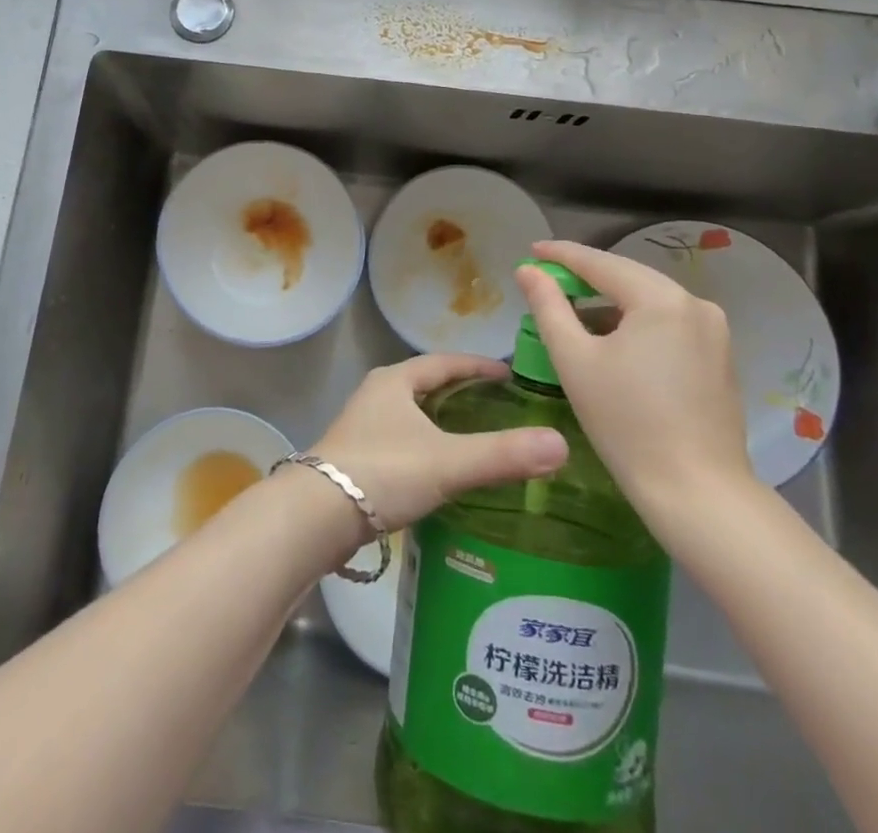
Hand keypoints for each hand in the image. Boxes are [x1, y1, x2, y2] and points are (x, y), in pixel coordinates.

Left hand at [311, 355, 568, 535]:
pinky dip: (428, 446)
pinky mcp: (358, 458)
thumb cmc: (383, 472)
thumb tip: (561, 444)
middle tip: (501, 406)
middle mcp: (376, 394)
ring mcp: (363, 426)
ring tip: (478, 437)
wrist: (316, 515)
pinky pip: (403, 441)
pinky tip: (443, 471)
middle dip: (461, 392)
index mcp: (395, 380)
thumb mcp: (448, 461)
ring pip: (412, 414)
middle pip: (426, 384)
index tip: (511, 375)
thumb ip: (502, 454)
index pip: (444, 362)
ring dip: (442, 420)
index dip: (478, 366)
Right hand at [516, 240, 752, 530]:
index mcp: (661, 299)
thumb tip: (528, 271)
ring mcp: (714, 331)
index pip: (601, 263)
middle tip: (546, 279)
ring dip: (611, 302)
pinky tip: (612, 341)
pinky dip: (635, 323)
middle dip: (586, 277)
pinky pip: (668, 323)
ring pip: (649, 301)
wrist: (698, 493)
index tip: (532, 250)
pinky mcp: (719, 356)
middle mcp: (695, 304)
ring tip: (573, 313)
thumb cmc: (626, 423)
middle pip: (628, 277)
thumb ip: (548, 307)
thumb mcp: (575, 360)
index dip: (562, 255)